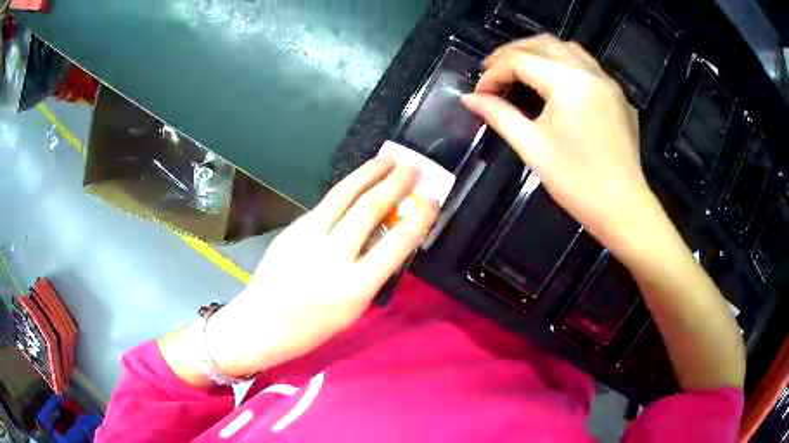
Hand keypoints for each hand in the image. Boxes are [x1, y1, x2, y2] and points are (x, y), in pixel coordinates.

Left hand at [204, 157, 438, 376]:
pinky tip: (358, 181)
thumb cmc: (312, 328)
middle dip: (396, 183)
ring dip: (370, 172)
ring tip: (389, 158)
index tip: (433, 200)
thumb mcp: (353, 310)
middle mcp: (333, 257)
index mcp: (355, 288)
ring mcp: (308, 237)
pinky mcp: (293, 229)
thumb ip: (372, 273)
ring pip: (344, 195)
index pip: (396, 244)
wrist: (261, 323)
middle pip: (369, 209)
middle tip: (414, 167)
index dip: (419, 218)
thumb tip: (389, 237)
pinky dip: (347, 188)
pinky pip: (325, 204)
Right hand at [462, 35, 651, 247]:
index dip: (494, 73)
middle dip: (514, 52)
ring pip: (569, 50)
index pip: (521, 61)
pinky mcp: (619, 98)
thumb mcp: (532, 147)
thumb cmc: (577, 182)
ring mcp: (610, 84)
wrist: (623, 210)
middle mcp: (592, 73)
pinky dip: (564, 66)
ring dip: (540, 53)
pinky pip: (588, 67)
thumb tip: (469, 99)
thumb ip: (499, 115)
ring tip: (520, 70)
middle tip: (492, 70)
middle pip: (545, 44)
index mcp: (570, 83)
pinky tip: (555, 85)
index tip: (478, 93)